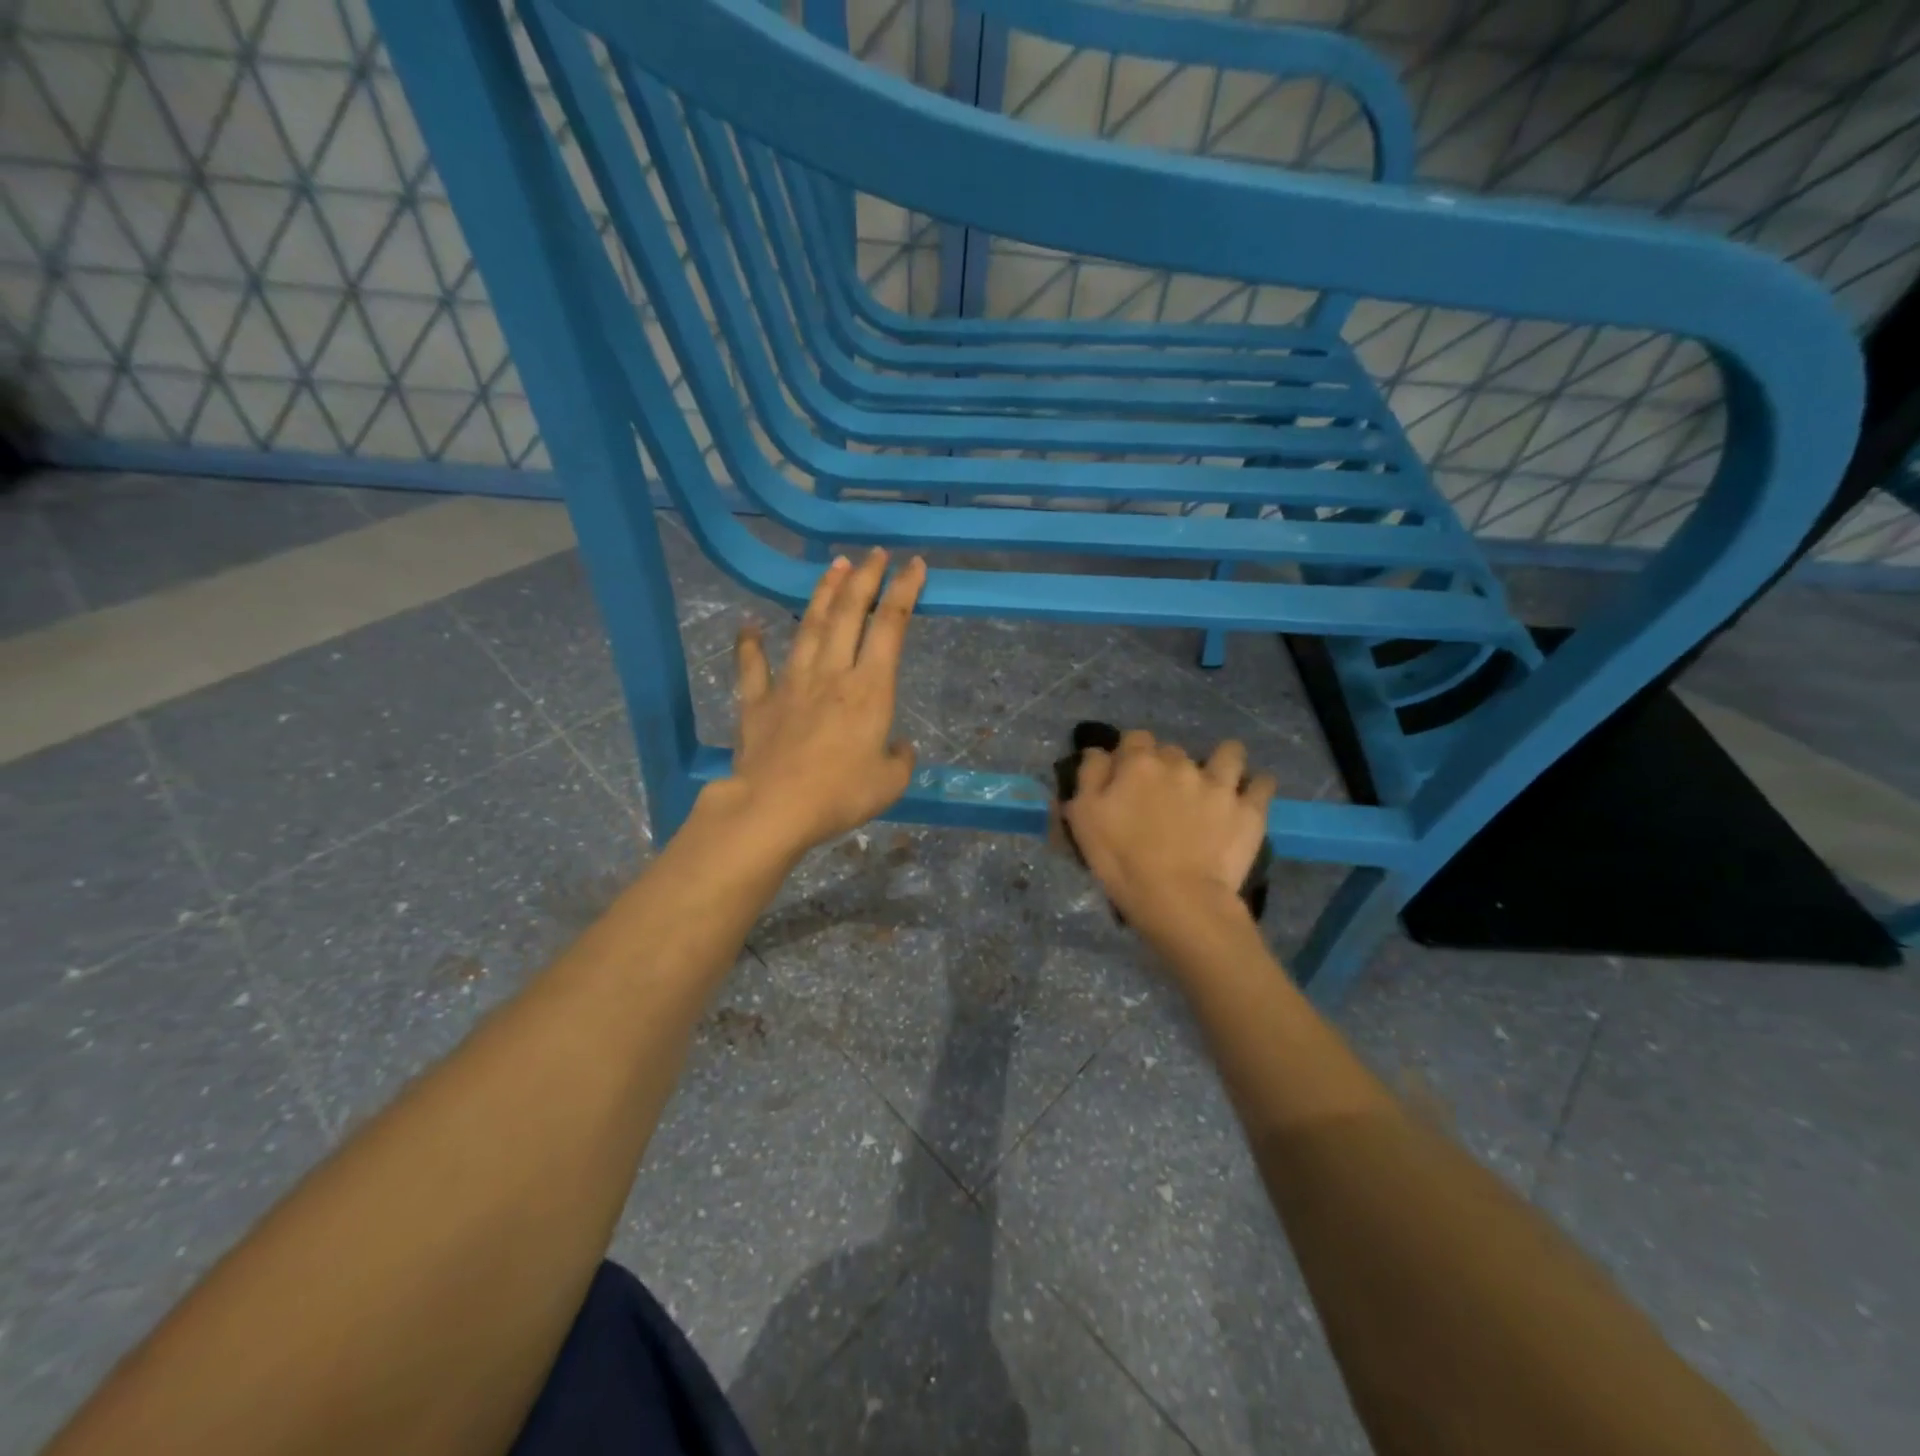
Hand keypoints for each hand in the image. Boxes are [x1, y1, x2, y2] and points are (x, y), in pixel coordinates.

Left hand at [718, 547, 925, 857]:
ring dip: (823, 594)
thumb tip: (899, 747)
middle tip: (873, 553)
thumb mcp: (890, 783)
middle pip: (849, 613)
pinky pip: (753, 666)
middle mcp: (832, 673)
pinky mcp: (758, 701)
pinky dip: (750, 643)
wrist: (774, 808)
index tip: (914, 565)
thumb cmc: (840, 794)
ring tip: (833, 566)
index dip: (905, 591)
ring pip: (809, 626)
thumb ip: (900, 759)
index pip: (891, 626)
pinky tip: (749, 624)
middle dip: (865, 578)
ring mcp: (791, 683)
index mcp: (869, 688)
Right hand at [1062, 730, 1276, 938]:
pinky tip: (1249, 796)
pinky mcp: (1249, 809)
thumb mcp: (1083, 817)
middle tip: (1161, 795)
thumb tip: (1099, 752)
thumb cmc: (1121, 860)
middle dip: (1167, 765)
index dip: (1129, 754)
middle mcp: (1181, 764)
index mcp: (1139, 763)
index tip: (1125, 776)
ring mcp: (1220, 784)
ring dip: (1222, 761)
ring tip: (1216, 781)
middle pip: (1173, 750)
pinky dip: (1256, 786)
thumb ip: (1090, 775)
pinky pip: (1262, 783)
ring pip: (1229, 754)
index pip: (1134, 738)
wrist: (1178, 899)